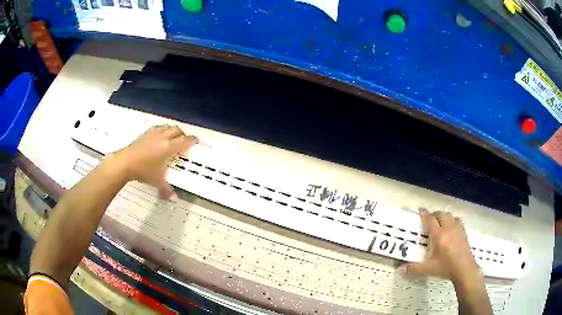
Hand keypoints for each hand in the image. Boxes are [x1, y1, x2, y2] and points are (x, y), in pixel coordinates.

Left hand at [109, 125, 197, 198]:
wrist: (125, 162)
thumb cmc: (144, 171)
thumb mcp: (157, 181)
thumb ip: (167, 189)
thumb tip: (174, 199)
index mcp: (169, 147)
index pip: (185, 140)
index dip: (192, 140)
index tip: (196, 141)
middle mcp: (163, 137)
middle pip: (177, 130)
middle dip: (183, 134)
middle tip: (184, 141)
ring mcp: (153, 133)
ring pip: (167, 126)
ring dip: (172, 131)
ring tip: (172, 138)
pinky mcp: (145, 133)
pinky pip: (158, 127)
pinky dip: (162, 130)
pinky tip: (159, 137)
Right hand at [400, 208, 481, 284]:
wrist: (464, 268)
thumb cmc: (445, 267)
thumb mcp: (428, 269)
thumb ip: (414, 268)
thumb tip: (400, 270)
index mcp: (438, 235)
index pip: (430, 220)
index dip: (424, 214)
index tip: (420, 209)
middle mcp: (448, 228)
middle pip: (441, 214)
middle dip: (434, 214)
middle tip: (429, 220)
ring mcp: (457, 229)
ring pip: (450, 215)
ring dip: (444, 216)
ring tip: (440, 223)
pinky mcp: (463, 232)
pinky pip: (457, 220)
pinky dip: (452, 220)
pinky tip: (451, 228)